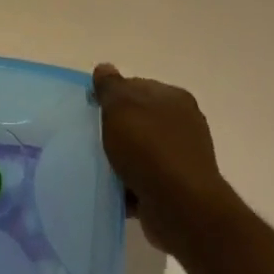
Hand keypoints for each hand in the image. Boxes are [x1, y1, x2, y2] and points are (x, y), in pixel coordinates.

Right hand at [92, 64, 244, 255]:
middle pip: (139, 119)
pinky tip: (111, 189)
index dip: (113, 95)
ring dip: (121, 159)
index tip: (92, 109)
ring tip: (97, 166)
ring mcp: (182, 157)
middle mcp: (183, 124)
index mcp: (174, 98)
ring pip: (141, 151)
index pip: (138, 86)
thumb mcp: (121, 107)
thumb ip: (110, 86)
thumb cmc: (149, 148)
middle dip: (116, 129)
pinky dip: (128, 184)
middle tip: (91, 137)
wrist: (179, 206)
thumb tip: (104, 67)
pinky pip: (144, 179)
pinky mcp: (176, 187)